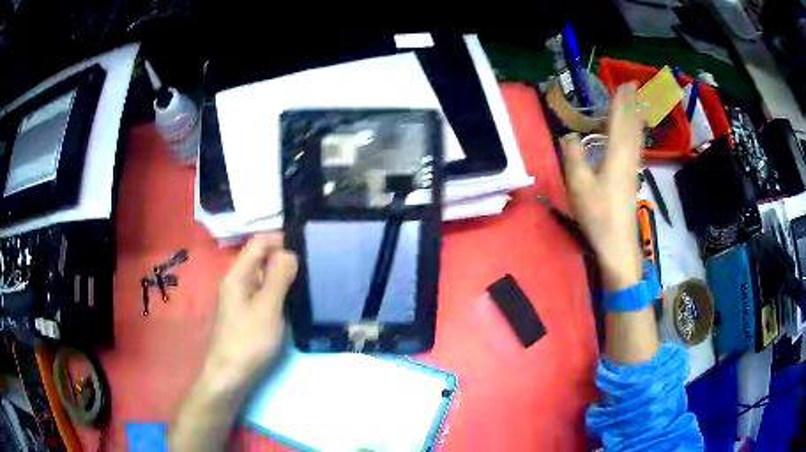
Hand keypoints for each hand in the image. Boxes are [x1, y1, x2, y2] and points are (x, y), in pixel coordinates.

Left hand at [202, 233, 297, 393]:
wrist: (231, 375)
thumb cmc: (248, 340)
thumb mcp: (267, 307)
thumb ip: (278, 277)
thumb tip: (289, 252)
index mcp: (238, 274)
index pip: (259, 243)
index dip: (280, 239)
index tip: (307, 244)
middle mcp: (237, 281)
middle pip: (261, 258)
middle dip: (285, 257)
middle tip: (313, 264)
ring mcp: (241, 298)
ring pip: (264, 277)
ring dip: (284, 276)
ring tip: (309, 280)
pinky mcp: (247, 313)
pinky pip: (264, 293)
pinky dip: (279, 292)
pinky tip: (295, 300)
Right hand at [562, 84, 643, 290]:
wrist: (618, 244)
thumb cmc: (599, 214)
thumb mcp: (579, 184)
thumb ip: (573, 156)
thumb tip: (569, 136)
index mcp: (616, 154)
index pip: (619, 120)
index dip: (621, 101)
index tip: (625, 83)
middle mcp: (629, 157)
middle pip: (632, 125)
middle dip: (632, 104)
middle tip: (633, 86)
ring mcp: (633, 169)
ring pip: (636, 137)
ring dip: (635, 117)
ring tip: (636, 104)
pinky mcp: (633, 180)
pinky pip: (636, 148)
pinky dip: (635, 134)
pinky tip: (634, 137)